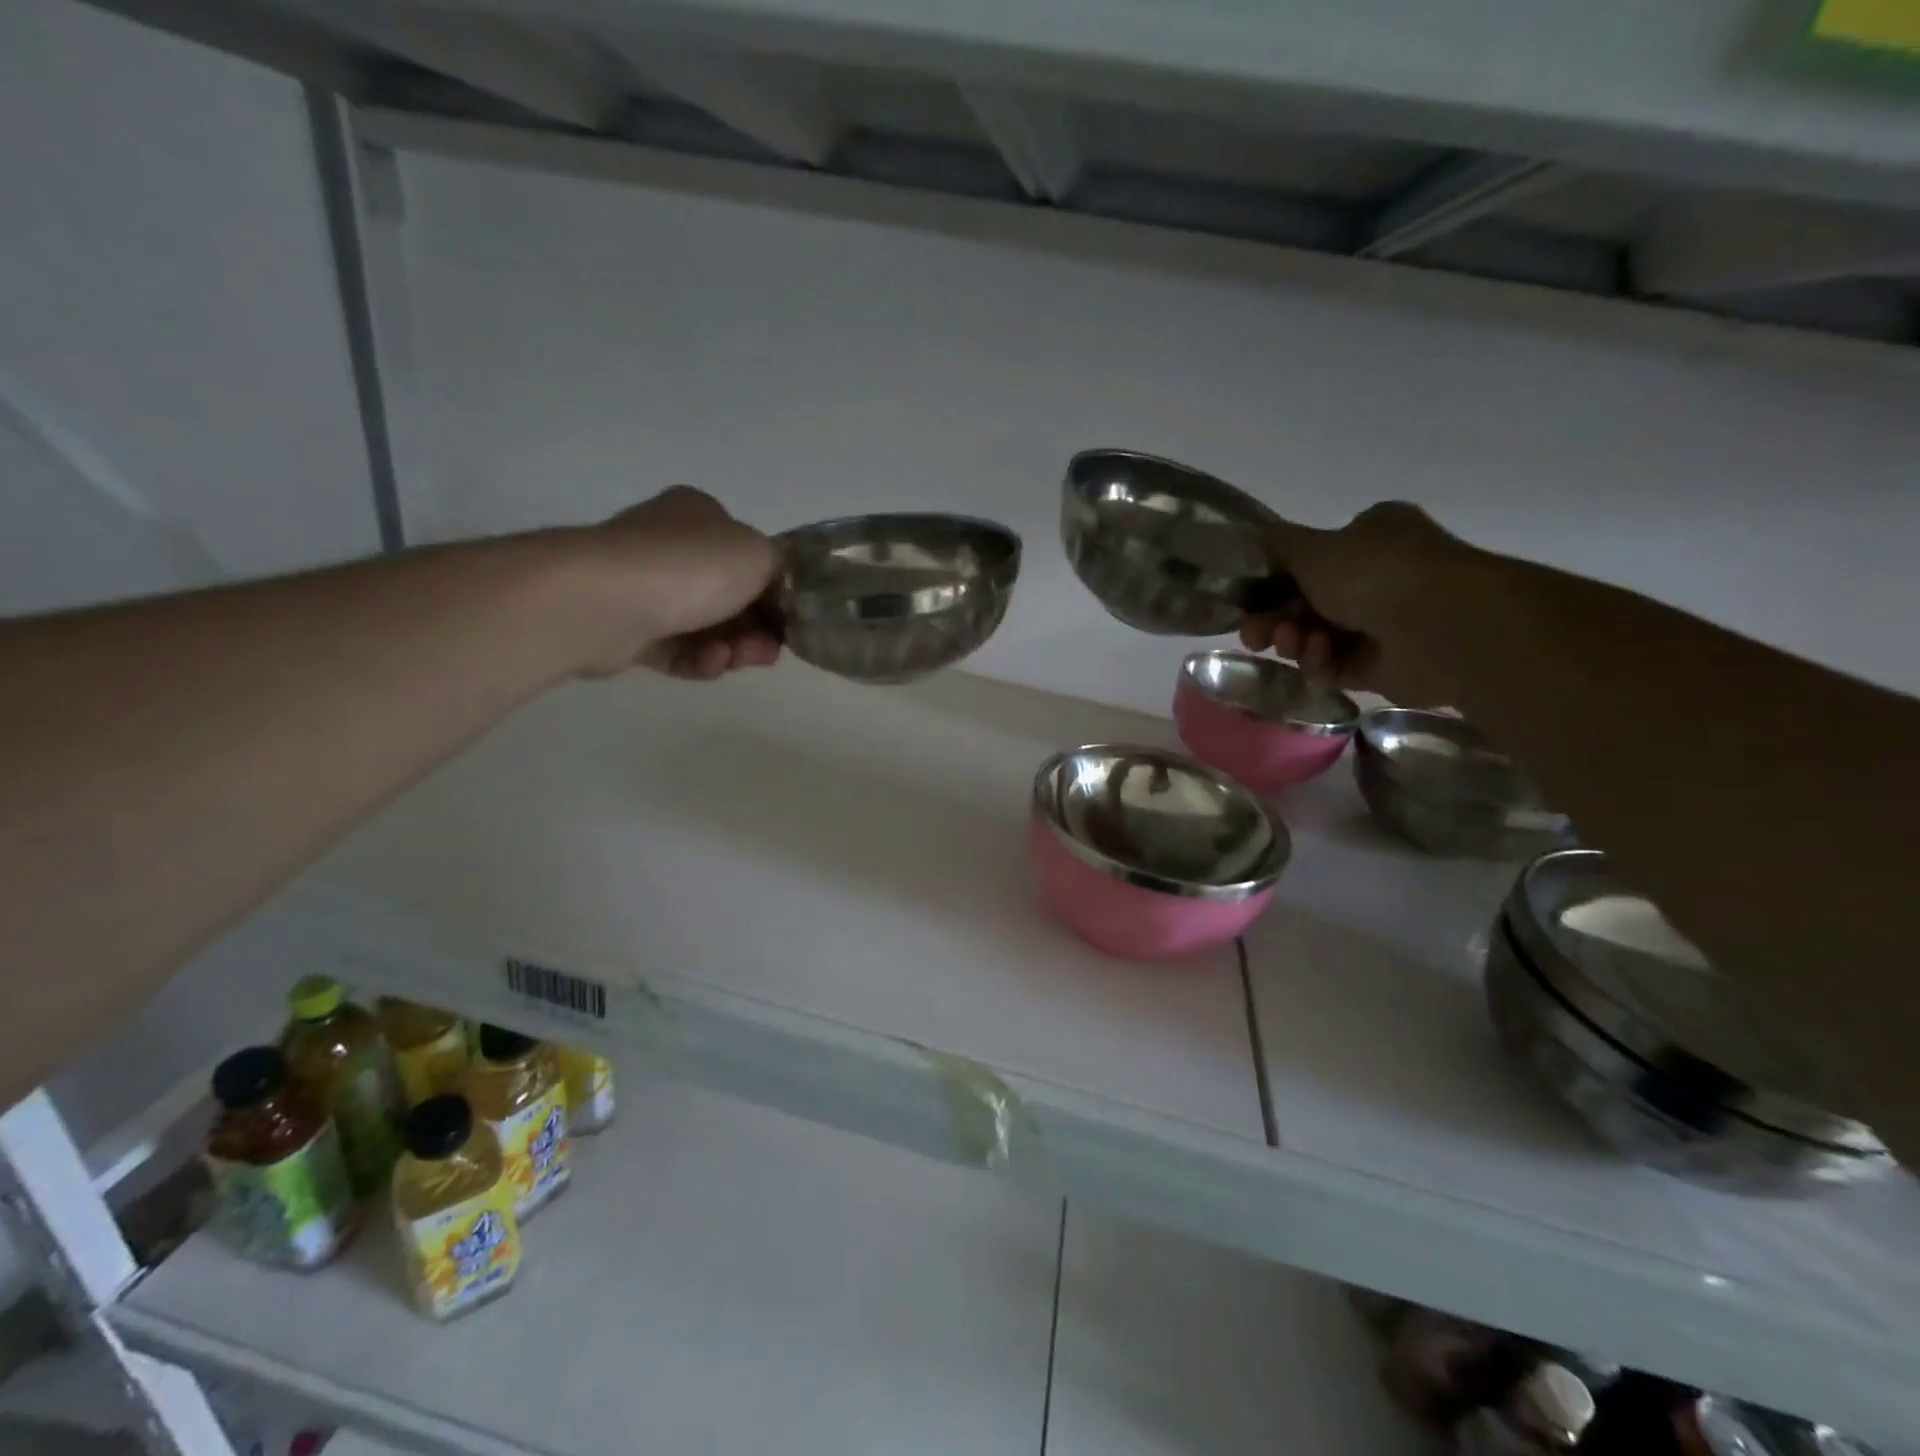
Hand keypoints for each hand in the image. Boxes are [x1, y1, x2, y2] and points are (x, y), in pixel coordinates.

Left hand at [572, 486, 781, 679]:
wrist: (607, 601)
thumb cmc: (691, 566)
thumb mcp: (759, 554)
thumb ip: (780, 569)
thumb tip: (777, 587)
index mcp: (699, 515)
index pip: (748, 554)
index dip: (775, 591)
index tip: (790, 621)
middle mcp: (669, 546)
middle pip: (731, 596)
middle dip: (756, 629)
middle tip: (769, 651)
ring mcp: (645, 588)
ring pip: (706, 627)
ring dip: (732, 648)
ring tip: (736, 660)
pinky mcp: (628, 630)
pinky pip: (677, 650)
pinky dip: (699, 660)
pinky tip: (709, 665)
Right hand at [1238, 502, 1461, 702]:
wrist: (1440, 624)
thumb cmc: (1374, 572)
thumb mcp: (1312, 547)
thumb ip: (1276, 546)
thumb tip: (1250, 540)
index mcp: (1370, 537)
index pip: (1311, 560)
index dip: (1272, 582)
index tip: (1246, 601)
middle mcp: (1380, 576)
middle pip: (1307, 602)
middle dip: (1275, 618)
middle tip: (1251, 635)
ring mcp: (1384, 623)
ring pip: (1317, 635)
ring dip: (1294, 639)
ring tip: (1286, 643)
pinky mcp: (1383, 666)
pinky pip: (1337, 664)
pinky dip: (1321, 659)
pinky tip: (1319, 653)